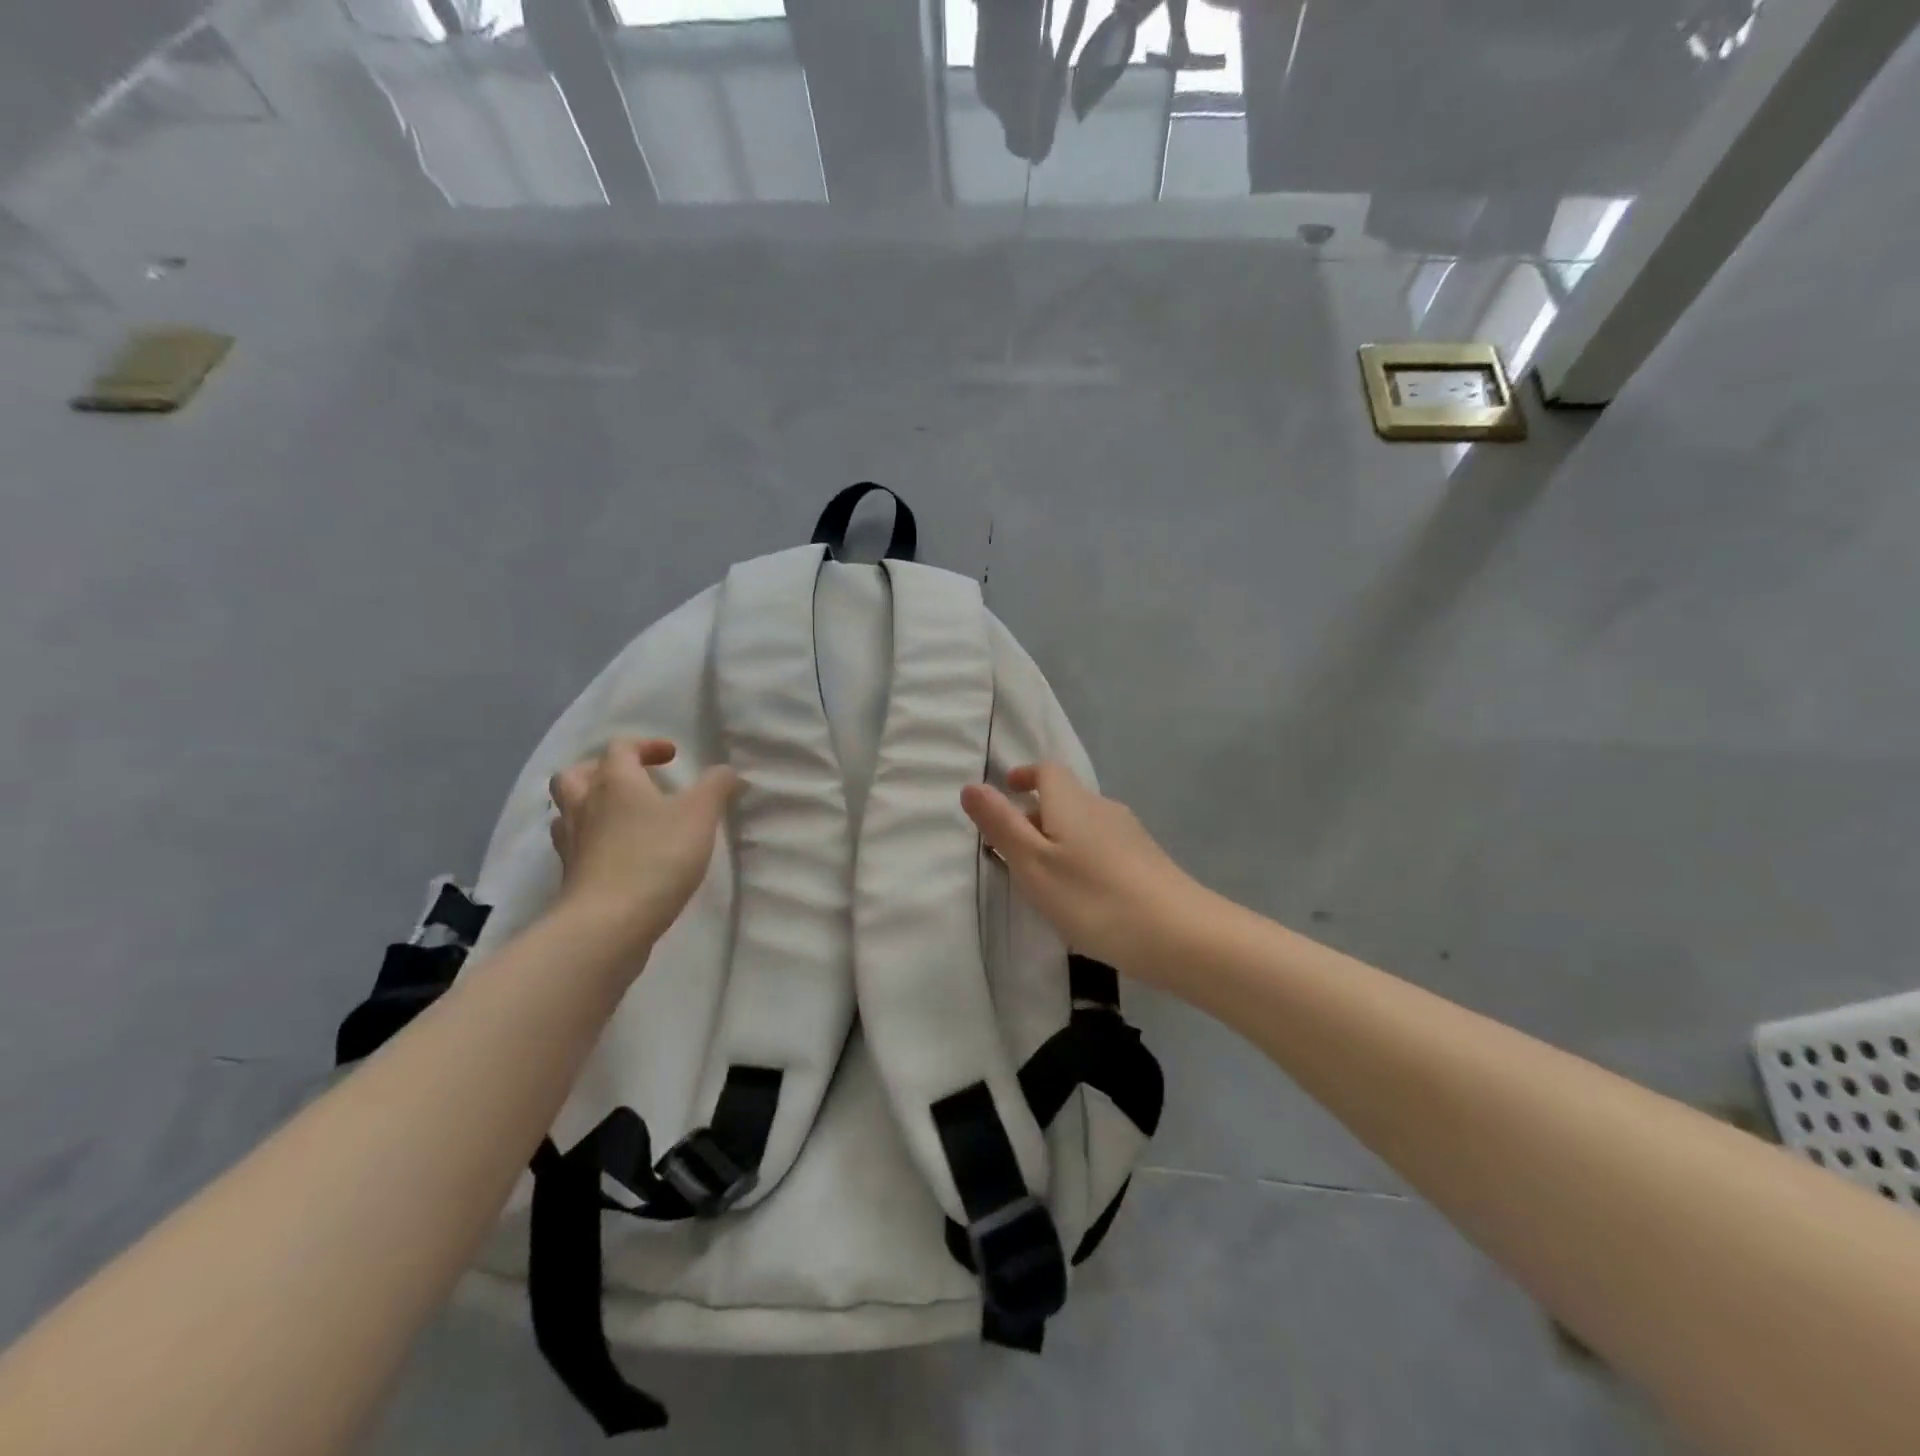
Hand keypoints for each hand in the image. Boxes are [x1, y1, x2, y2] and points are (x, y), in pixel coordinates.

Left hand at [548, 738, 738, 953]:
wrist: (609, 923)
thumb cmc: (656, 857)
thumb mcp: (700, 815)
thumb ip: (717, 787)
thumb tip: (728, 772)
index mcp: (615, 781)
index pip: (621, 747)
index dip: (646, 745)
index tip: (672, 757)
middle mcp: (586, 805)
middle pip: (576, 774)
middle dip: (602, 770)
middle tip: (631, 781)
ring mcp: (571, 842)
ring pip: (568, 810)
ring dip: (590, 805)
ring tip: (619, 817)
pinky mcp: (571, 875)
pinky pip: (574, 845)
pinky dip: (591, 841)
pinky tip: (615, 853)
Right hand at [961, 763, 1205, 983]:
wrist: (1179, 934)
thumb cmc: (1093, 898)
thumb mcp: (1034, 864)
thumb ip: (1001, 825)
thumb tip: (971, 786)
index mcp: (1072, 802)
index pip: (1047, 771)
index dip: (1025, 776)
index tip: (1007, 789)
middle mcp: (1102, 808)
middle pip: (1064, 798)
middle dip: (1035, 814)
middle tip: (1010, 847)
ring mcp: (1129, 834)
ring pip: (1083, 824)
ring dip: (1057, 838)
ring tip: (1041, 875)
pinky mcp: (1146, 861)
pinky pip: (1101, 846)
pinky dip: (1080, 856)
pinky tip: (1080, 893)